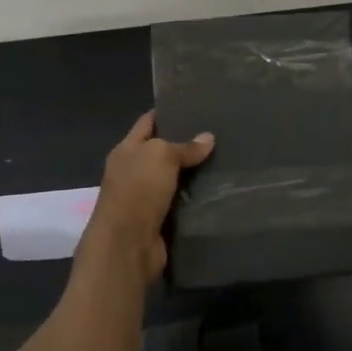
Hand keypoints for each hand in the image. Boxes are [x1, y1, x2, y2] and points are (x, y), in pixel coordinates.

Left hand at [81, 111, 214, 282]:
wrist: (127, 246)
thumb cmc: (138, 191)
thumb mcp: (161, 157)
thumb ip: (184, 147)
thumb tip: (208, 137)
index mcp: (126, 150)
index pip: (148, 123)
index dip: (167, 112)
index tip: (194, 105)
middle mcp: (133, 171)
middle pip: (162, 152)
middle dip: (186, 144)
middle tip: (218, 133)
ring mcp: (145, 198)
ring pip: (174, 179)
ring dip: (194, 174)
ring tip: (225, 160)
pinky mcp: (158, 221)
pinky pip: (180, 203)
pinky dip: (195, 199)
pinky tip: (218, 190)